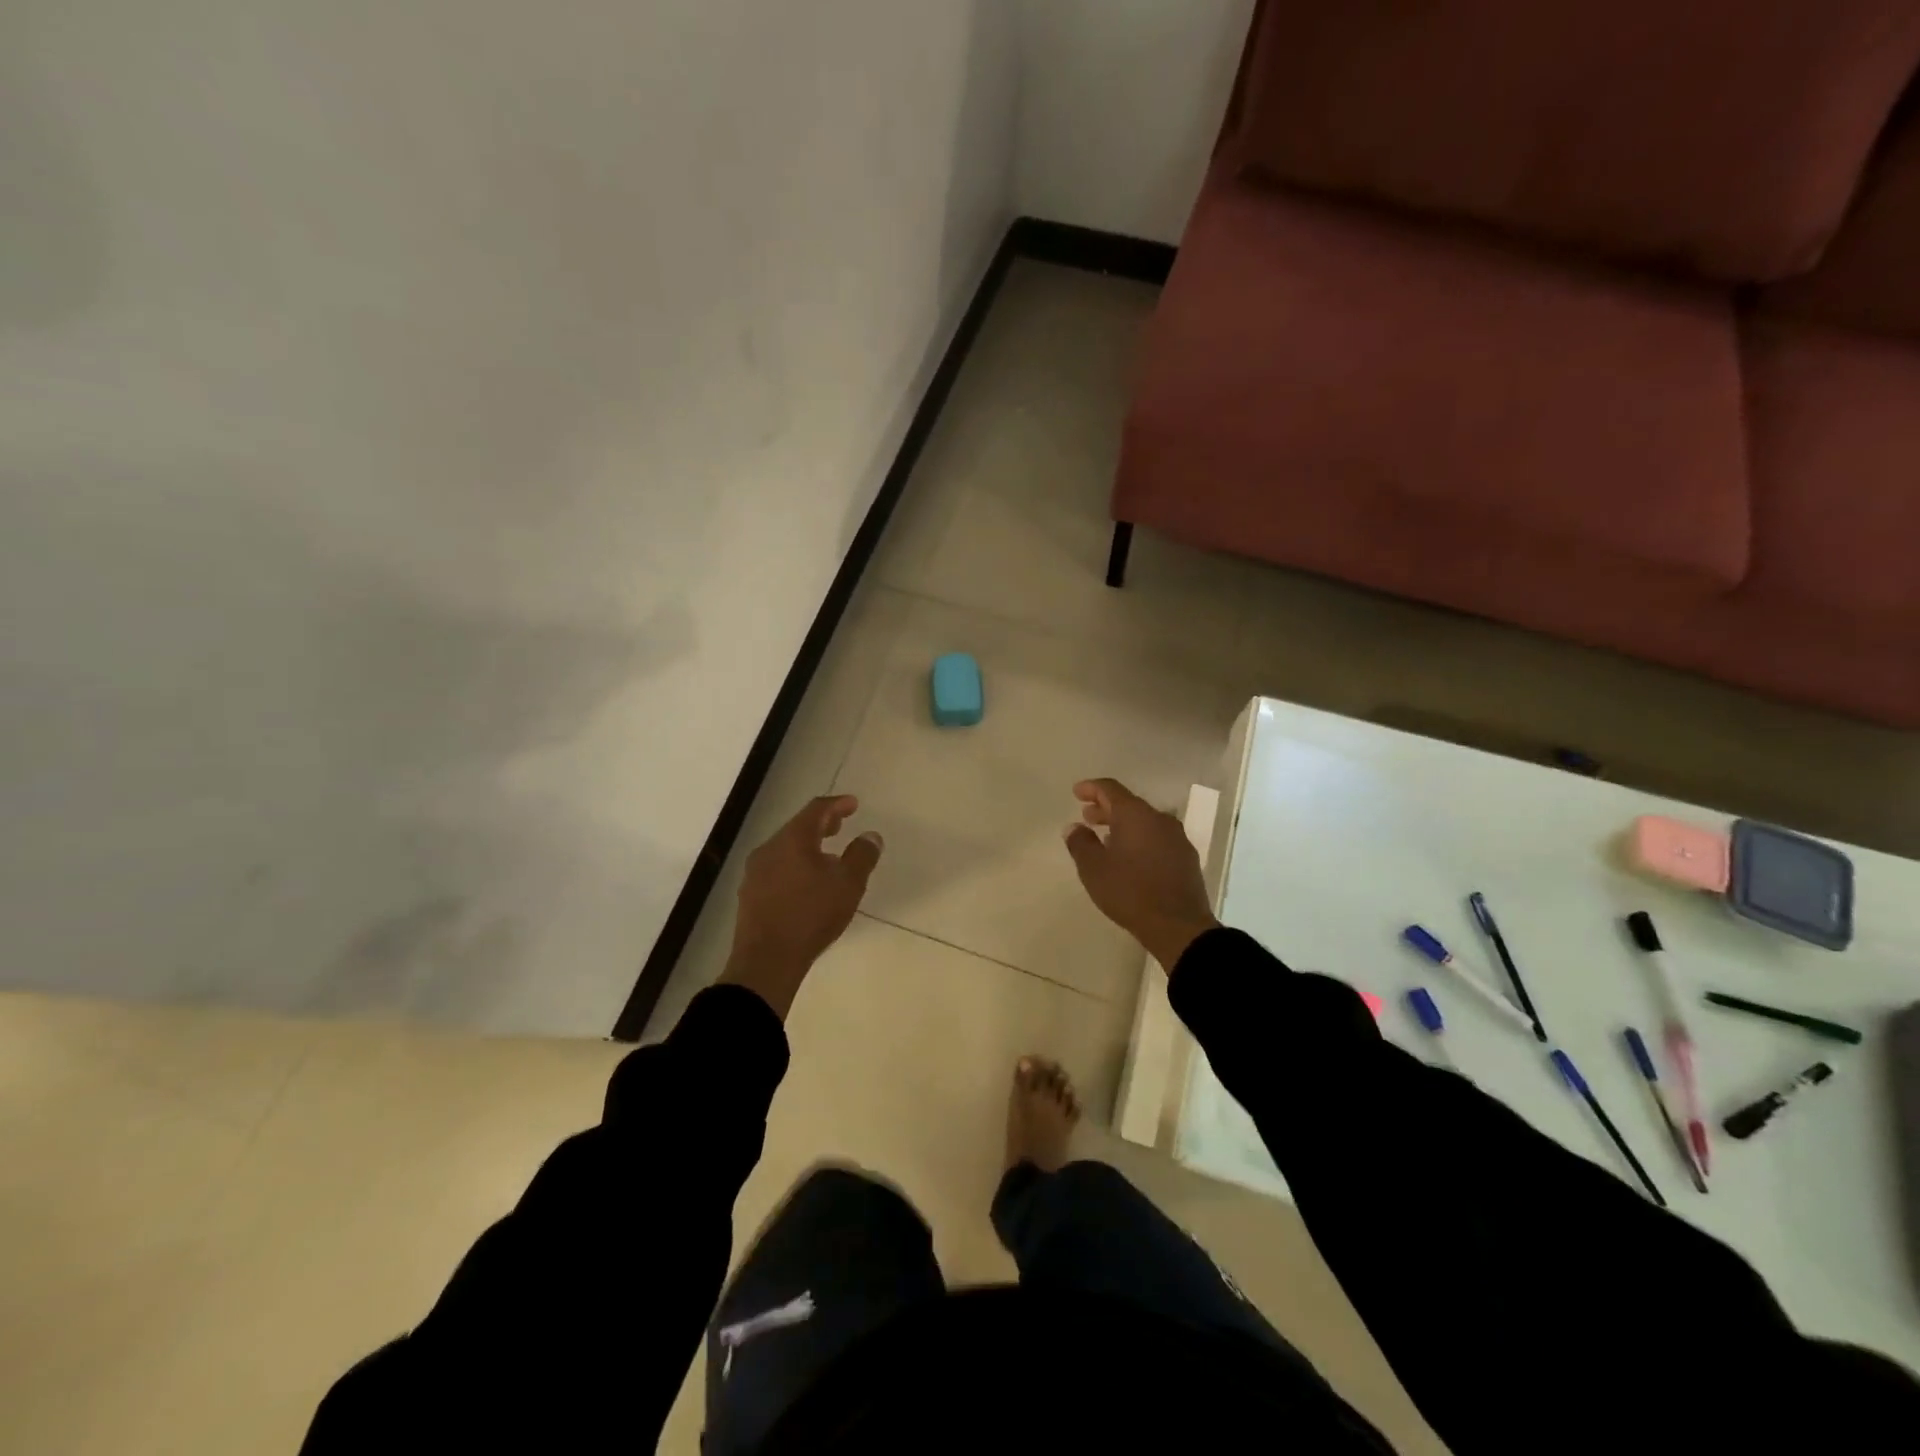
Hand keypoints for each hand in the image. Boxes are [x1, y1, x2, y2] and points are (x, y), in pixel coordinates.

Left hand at [720, 795, 882, 1018]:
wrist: (766, 961)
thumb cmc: (811, 915)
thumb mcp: (848, 884)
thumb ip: (862, 856)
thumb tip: (870, 836)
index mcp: (793, 839)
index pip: (817, 810)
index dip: (837, 804)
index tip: (853, 804)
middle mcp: (769, 849)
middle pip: (798, 827)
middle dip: (822, 824)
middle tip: (840, 825)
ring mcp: (755, 872)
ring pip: (785, 848)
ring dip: (807, 846)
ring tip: (827, 856)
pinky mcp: (750, 895)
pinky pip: (776, 868)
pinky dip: (795, 865)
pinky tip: (806, 883)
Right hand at [1063, 778, 1218, 971]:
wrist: (1179, 926)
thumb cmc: (1130, 892)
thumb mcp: (1094, 869)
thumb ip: (1080, 843)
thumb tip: (1074, 827)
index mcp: (1135, 815)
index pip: (1110, 789)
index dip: (1091, 788)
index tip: (1076, 792)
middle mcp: (1159, 819)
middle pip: (1129, 804)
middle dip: (1106, 808)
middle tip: (1087, 816)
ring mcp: (1177, 838)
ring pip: (1145, 821)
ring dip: (1123, 825)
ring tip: (1106, 838)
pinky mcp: (1186, 857)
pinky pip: (1157, 838)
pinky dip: (1140, 839)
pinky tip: (1130, 857)